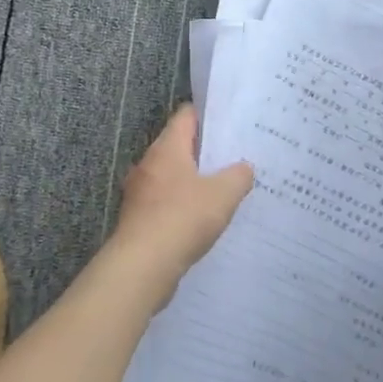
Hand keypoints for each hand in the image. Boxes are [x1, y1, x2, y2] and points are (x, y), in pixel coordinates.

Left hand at [105, 105, 253, 307]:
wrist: (142, 266)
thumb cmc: (182, 218)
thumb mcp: (223, 194)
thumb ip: (238, 176)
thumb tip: (244, 168)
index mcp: (167, 148)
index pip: (186, 116)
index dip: (209, 115)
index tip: (231, 121)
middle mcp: (149, 163)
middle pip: (178, 146)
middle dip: (205, 151)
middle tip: (234, 156)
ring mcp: (140, 192)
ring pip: (172, 176)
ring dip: (193, 180)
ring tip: (223, 188)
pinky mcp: (138, 218)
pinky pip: (165, 201)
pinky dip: (183, 205)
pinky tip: (203, 219)